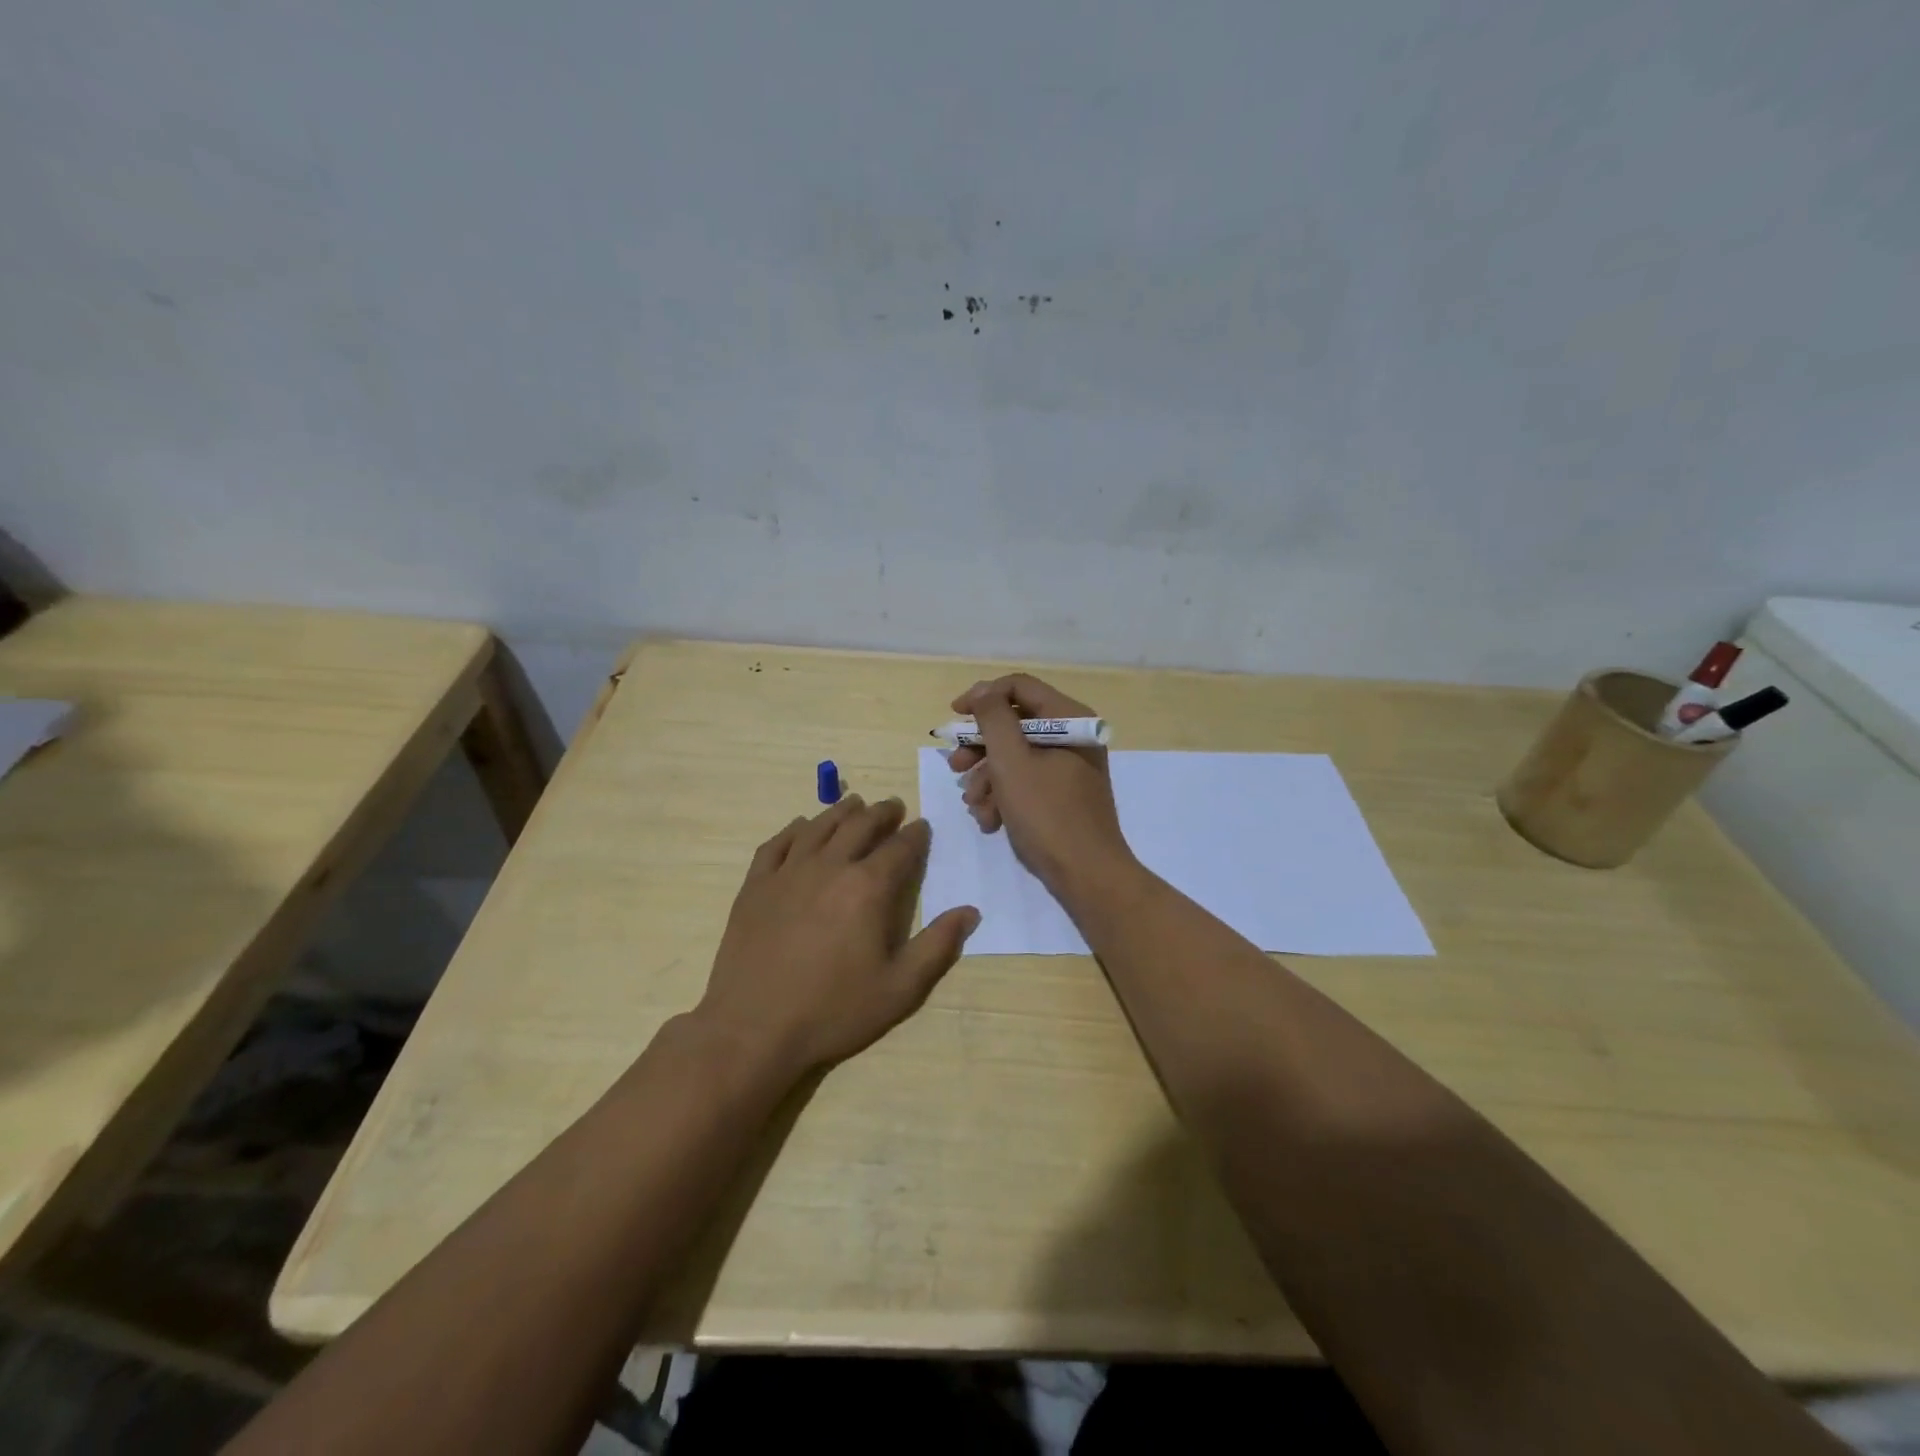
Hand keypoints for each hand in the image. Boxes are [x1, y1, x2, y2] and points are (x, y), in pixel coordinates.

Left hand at [695, 796, 978, 1080]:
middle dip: (881, 813)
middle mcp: (829, 867)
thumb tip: (970, 911)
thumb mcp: (900, 988)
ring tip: (854, 805)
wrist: (754, 1029)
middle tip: (893, 807)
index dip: (915, 835)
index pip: (900, 848)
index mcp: (868, 887)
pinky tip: (801, 827)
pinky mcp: (756, 885)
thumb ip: (938, 945)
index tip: (922, 827)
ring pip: (819, 826)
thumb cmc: (834, 1010)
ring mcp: (788, 873)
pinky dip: (794, 829)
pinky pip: (777, 843)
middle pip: (860, 825)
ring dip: (841, 812)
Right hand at [947, 674, 1137, 901]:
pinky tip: (990, 820)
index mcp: (1069, 719)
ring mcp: (1069, 766)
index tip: (954, 718)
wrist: (1087, 875)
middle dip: (980, 748)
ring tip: (974, 805)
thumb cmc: (1047, 814)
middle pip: (1014, 724)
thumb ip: (994, 719)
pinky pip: (1027, 781)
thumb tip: (983, 690)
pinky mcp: (1063, 793)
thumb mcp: (1011, 762)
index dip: (982, 697)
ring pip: (1016, 757)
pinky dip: (1004, 796)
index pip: (1018, 687)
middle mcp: (1072, 736)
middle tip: (954, 767)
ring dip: (987, 778)